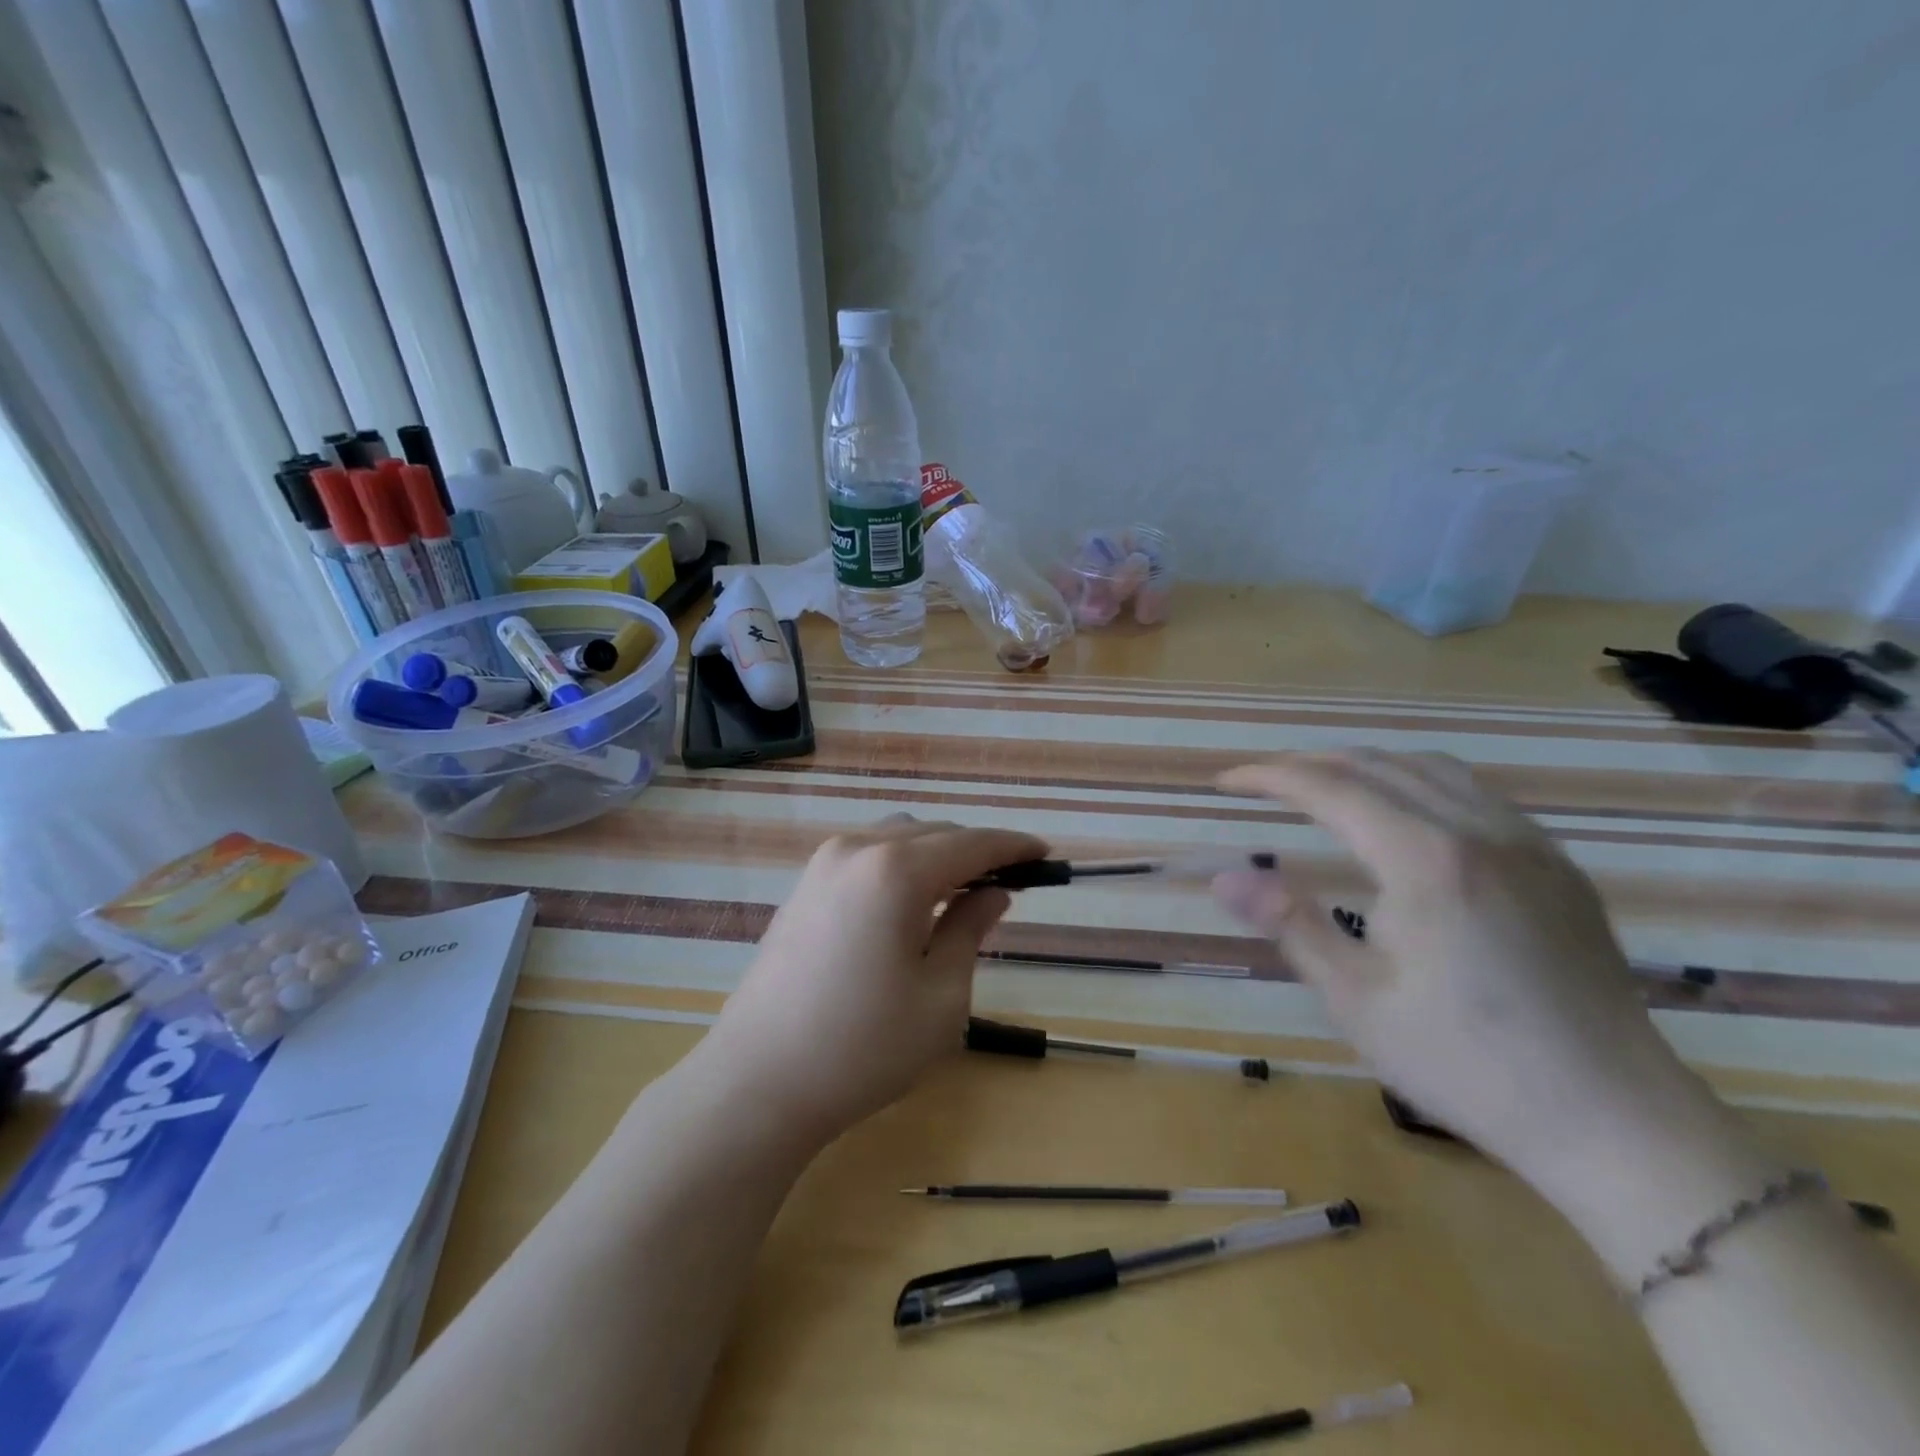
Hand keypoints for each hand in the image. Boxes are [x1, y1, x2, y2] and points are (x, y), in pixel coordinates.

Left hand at [701, 817, 1044, 1146]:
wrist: (757, 1082)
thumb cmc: (863, 1047)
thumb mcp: (940, 996)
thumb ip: (970, 930)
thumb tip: (993, 893)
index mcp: (896, 870)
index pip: (971, 843)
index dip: (1013, 846)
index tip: (1045, 855)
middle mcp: (857, 850)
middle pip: (933, 833)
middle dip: (975, 851)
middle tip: (1008, 883)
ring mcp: (822, 865)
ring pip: (897, 839)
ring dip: (936, 855)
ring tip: (961, 894)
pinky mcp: (802, 888)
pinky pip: (866, 856)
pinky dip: (900, 866)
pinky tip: (910, 904)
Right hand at [1212, 751, 1737, 1203]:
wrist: (1616, 1122)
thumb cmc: (1467, 1065)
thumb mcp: (1356, 1001)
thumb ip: (1289, 924)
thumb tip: (1224, 877)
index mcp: (1426, 860)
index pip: (1331, 788)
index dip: (1271, 775)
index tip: (1226, 780)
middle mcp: (1480, 832)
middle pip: (1379, 764)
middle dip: (1310, 762)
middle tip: (1261, 780)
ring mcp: (1529, 844)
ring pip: (1433, 768)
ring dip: (1366, 764)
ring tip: (1322, 784)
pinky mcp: (1557, 866)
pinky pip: (1476, 793)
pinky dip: (1418, 781)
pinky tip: (1404, 813)